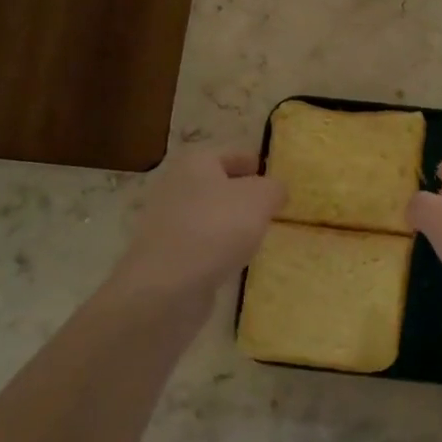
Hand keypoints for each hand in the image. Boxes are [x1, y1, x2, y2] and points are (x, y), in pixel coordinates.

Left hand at [116, 146, 284, 298]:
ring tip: (257, 235)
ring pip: (209, 216)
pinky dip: (218, 248)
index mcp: (195, 163)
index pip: (231, 155)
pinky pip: (201, 244)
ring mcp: (167, 223)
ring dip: (230, 223)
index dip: (253, 163)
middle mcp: (176, 186)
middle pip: (217, 185)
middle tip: (270, 207)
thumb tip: (275, 191)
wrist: (168, 285)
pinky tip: (234, 259)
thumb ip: (274, 188)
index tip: (272, 177)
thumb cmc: (217, 228)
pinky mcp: (166, 255)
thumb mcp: (261, 198)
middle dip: (242, 195)